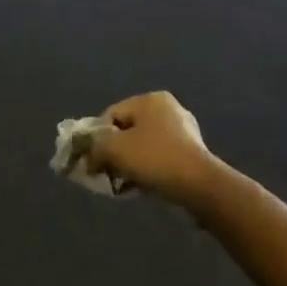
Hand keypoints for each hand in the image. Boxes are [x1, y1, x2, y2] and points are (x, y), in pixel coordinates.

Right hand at [86, 92, 221, 207]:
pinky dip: (148, 168)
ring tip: (125, 183)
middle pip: (127, 130)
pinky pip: (160, 157)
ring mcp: (184, 130)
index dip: (96, 138)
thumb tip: (86, 157)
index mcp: (149, 99)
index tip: (92, 161)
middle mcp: (168, 108)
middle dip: (114, 152)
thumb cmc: (154, 158)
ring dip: (130, 163)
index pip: (110, 115)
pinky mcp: (192, 151)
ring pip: (144, 145)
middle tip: (108, 173)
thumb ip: (94, 147)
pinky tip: (144, 185)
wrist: (200, 185)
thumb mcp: (114, 149)